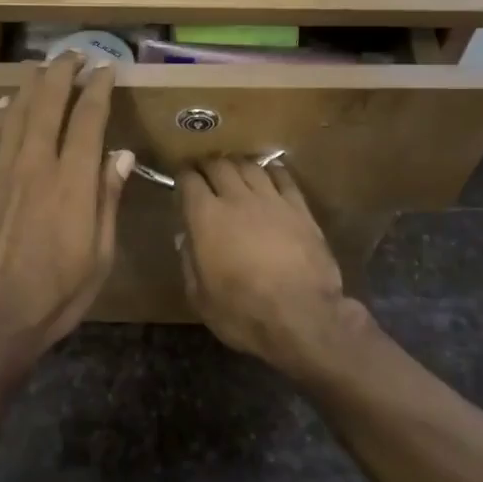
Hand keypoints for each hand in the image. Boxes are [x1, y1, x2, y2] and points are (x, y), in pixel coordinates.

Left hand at [0, 53, 133, 363]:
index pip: (88, 119)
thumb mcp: (100, 255)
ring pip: (15, 114)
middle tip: (73, 54)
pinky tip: (3, 104)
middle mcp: (36, 165)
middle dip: (62, 73)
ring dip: (30, 86)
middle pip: (48, 104)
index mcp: (73, 182)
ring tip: (42, 68)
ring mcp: (0, 172)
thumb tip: (120, 153)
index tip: (106, 69)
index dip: (98, 88)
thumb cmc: (57, 293)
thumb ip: (108, 199)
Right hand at [177, 159, 345, 361]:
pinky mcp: (299, 208)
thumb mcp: (200, 297)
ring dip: (238, 164)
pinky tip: (269, 172)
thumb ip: (189, 262)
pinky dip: (272, 170)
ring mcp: (271, 200)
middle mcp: (237, 199)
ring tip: (233, 168)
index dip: (182, 177)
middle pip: (219, 165)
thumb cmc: (242, 312)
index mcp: (206, 218)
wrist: (302, 317)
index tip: (180, 180)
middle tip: (204, 171)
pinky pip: (283, 178)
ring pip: (250, 166)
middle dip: (207, 164)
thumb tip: (187, 238)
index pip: (189, 181)